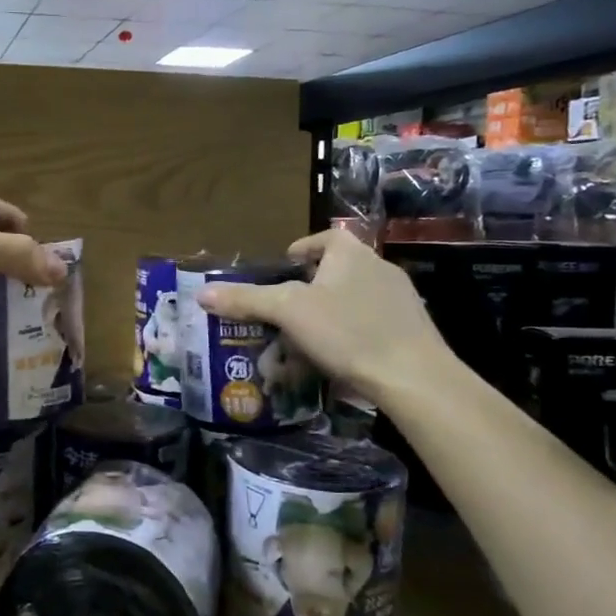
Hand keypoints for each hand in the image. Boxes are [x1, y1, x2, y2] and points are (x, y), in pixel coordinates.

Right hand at [196, 230, 456, 404]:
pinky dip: (351, 335)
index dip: (303, 248)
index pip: (326, 238)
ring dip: (330, 313)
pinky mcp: (411, 331)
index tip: (285, 266)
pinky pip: (371, 324)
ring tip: (305, 339)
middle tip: (285, 309)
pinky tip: (337, 360)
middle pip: (338, 270)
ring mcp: (400, 300)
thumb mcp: (288, 312)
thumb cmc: (348, 332)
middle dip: (310, 287)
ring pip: (354, 299)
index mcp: (352, 254)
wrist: (414, 377)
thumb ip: (246, 300)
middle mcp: (379, 268)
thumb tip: (201, 293)